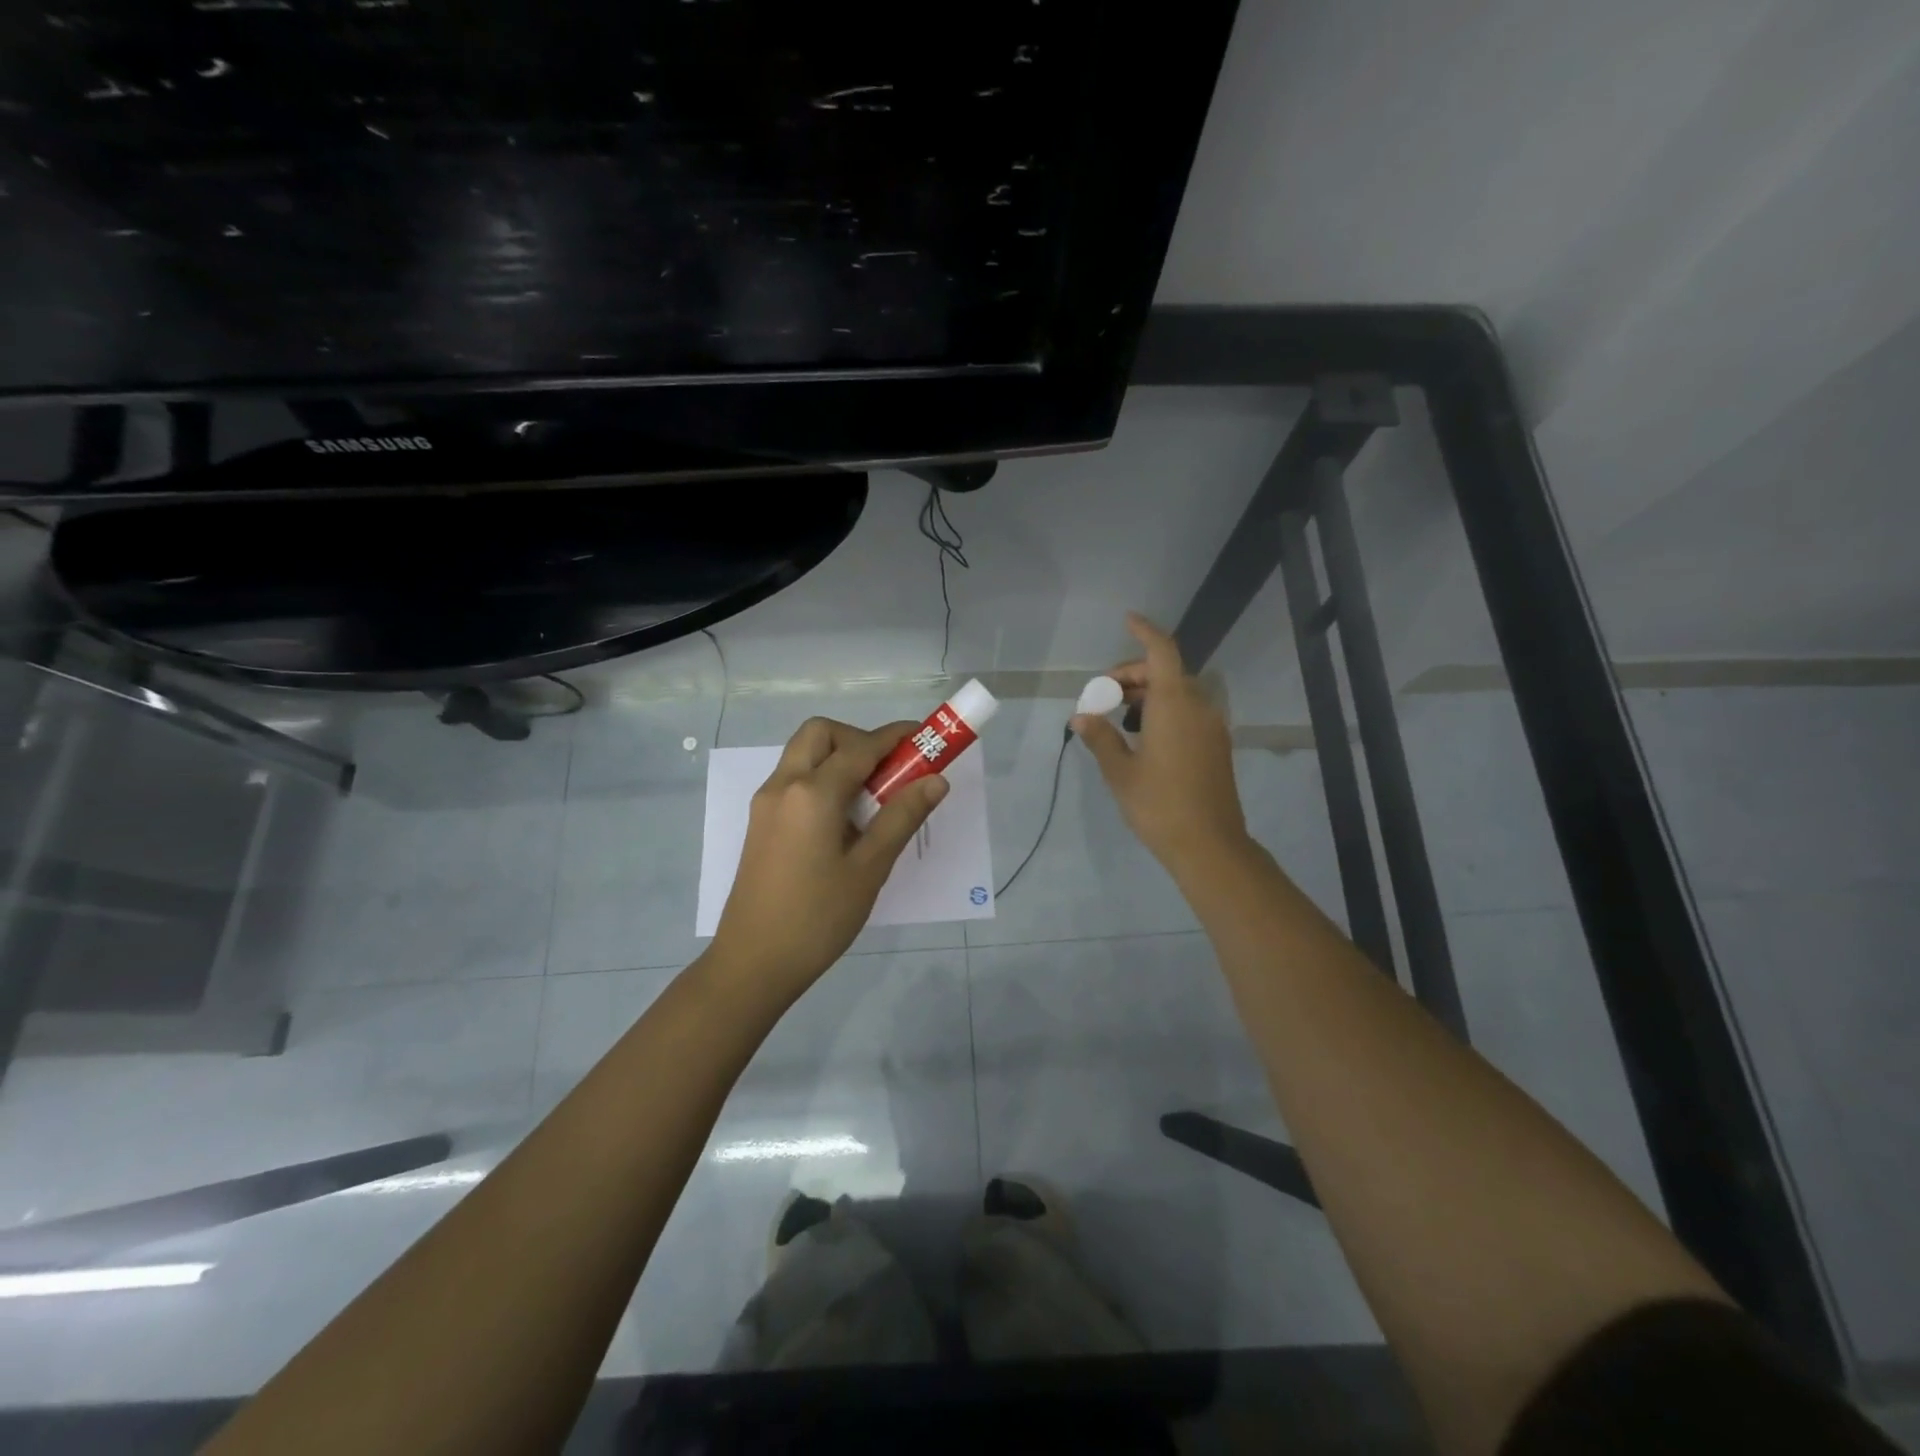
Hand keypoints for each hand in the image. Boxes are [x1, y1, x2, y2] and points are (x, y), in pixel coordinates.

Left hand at [707, 717, 948, 1003]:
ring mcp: (766, 803)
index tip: (925, 737)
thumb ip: (901, 817)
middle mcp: (784, 785)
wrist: (753, 963)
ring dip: (839, 758)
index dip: (896, 737)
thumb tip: (935, 780)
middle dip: (859, 739)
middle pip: (821, 734)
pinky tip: (844, 821)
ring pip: (804, 755)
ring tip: (871, 799)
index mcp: (812, 793)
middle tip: (888, 772)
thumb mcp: (869, 868)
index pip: (861, 747)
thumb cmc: (818, 918)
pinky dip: (822, 779)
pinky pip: (794, 780)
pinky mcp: (760, 822)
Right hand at [1073, 613, 1248, 874]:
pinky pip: (1189, 712)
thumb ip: (1100, 737)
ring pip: (1178, 693)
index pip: (1161, 652)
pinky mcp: (1217, 746)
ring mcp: (1212, 727)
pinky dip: (1164, 711)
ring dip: (1148, 694)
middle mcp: (1198, 707)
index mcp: (1174, 705)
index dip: (1144, 631)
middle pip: (1166, 672)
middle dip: (1133, 675)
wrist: (1209, 845)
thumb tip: (1081, 716)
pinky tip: (1142, 737)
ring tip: (1118, 719)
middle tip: (1103, 696)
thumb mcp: (1120, 772)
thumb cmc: (1159, 805)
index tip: (1127, 620)